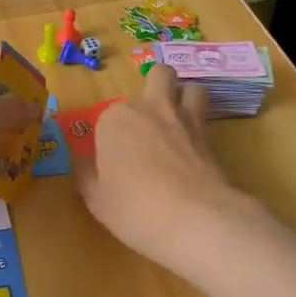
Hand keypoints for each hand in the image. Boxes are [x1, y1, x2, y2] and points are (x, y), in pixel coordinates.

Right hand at [75, 66, 262, 272]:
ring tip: (179, 121)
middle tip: (149, 121)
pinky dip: (201, 124)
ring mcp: (185, 118)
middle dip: (155, 89)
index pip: (108, 116)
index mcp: (116, 119)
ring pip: (190, 87)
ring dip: (184, 97)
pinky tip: (195, 147)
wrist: (195, 218)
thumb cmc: (134, 208)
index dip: (111, 137)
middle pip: (157, 78)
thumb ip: (87, 175)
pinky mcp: (212, 135)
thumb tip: (84, 164)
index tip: (113, 161)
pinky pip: (207, 116)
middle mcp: (150, 108)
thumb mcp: (96, 199)